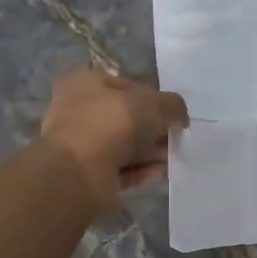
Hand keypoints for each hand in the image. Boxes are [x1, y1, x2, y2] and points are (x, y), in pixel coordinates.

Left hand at [41, 68, 188, 211]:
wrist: (81, 170)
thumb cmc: (114, 122)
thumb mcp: (154, 103)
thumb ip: (173, 105)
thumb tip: (180, 116)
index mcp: (85, 82)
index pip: (125, 85)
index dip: (153, 97)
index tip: (173, 113)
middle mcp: (77, 111)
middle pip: (124, 118)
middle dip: (152, 128)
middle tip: (175, 136)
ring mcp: (79, 145)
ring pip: (122, 146)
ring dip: (148, 151)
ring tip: (172, 157)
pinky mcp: (85, 175)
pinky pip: (118, 170)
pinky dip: (139, 171)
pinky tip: (160, 173)